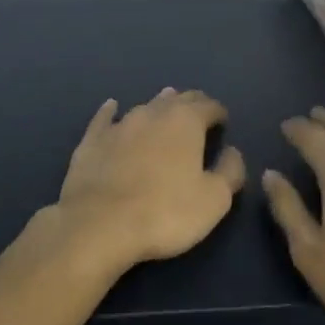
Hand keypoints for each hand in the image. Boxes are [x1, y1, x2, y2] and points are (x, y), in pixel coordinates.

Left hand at [50, 89, 245, 273]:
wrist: (100, 224)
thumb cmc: (166, 213)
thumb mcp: (214, 199)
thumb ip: (230, 170)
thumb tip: (232, 152)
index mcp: (186, 122)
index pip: (208, 106)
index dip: (218, 112)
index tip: (223, 121)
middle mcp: (152, 113)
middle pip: (177, 100)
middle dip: (191, 104)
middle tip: (198, 112)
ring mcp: (119, 124)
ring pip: (144, 107)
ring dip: (158, 107)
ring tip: (165, 107)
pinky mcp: (92, 140)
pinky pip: (105, 118)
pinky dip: (111, 111)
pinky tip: (111, 106)